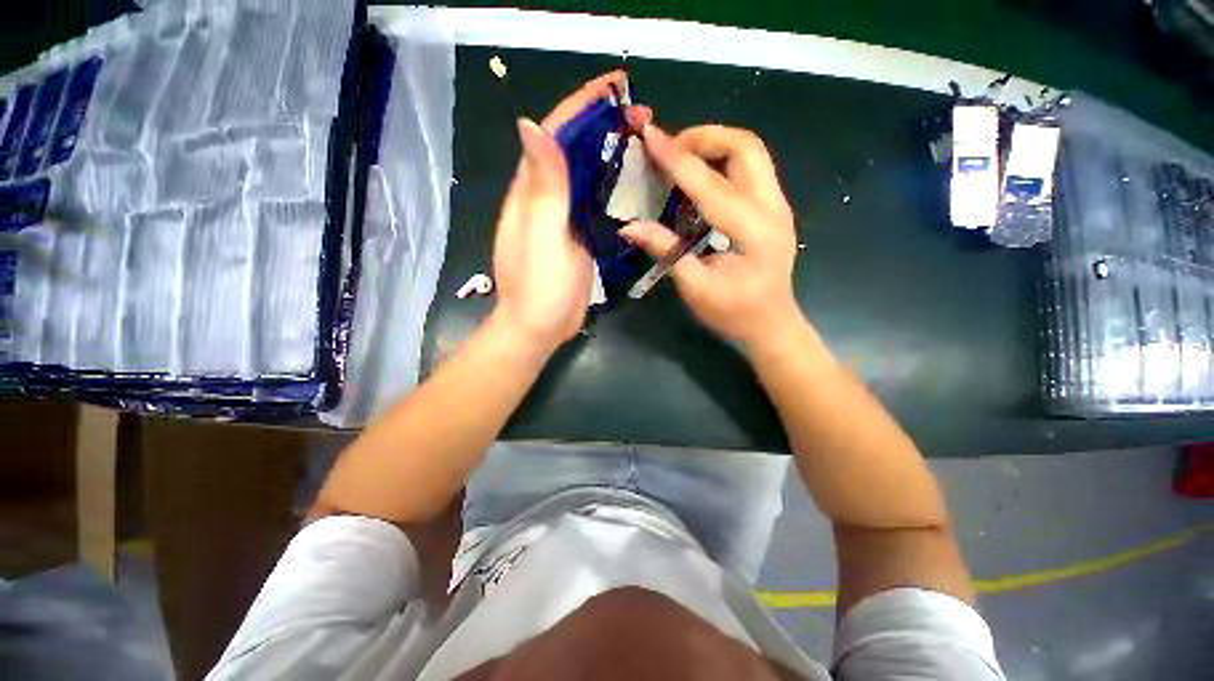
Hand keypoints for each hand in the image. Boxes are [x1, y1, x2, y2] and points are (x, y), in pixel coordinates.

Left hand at [491, 71, 650, 352]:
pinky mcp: (577, 236)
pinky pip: (595, 201)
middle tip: (642, 116)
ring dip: (610, 153)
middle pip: (573, 149)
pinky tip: (633, 182)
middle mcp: (545, 197)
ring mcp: (563, 217)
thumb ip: (542, 187)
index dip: (581, 105)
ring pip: (586, 174)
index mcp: (531, 191)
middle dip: (603, 125)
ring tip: (643, 141)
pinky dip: (612, 185)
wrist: (540, 327)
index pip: (553, 134)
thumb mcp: (541, 235)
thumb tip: (532, 124)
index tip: (614, 85)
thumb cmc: (539, 286)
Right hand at [619, 124, 800, 347]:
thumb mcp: (695, 287)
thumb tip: (629, 227)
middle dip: (704, 137)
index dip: (676, 159)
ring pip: (751, 151)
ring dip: (714, 144)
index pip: (711, 184)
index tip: (649, 137)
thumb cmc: (733, 313)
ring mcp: (778, 204)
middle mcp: (773, 208)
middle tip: (669, 148)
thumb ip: (665, 250)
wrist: (771, 324)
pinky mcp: (774, 207)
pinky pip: (750, 167)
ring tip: (680, 156)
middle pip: (745, 146)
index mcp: (753, 231)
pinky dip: (722, 160)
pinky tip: (699, 176)